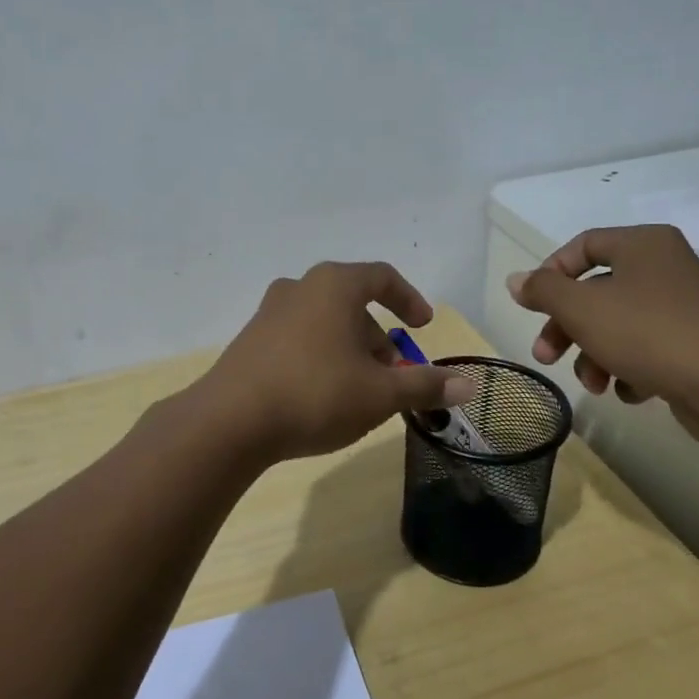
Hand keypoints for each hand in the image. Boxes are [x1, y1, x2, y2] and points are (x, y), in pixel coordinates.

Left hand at [197, 262, 475, 462]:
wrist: (229, 421)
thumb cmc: (315, 394)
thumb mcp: (380, 394)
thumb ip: (425, 385)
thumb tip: (469, 384)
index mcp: (334, 285)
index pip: (382, 277)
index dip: (409, 300)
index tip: (423, 325)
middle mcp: (300, 288)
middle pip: (352, 304)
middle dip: (379, 338)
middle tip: (394, 374)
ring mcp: (269, 313)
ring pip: (325, 323)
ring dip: (350, 350)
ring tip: (361, 391)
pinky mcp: (250, 341)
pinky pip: (299, 339)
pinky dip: (321, 357)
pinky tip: (322, 396)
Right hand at [505, 225, 698, 435]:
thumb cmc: (647, 334)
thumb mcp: (581, 308)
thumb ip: (544, 291)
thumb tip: (517, 280)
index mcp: (643, 244)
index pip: (583, 245)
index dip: (551, 273)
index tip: (533, 306)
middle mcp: (666, 266)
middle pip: (596, 291)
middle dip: (567, 328)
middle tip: (546, 356)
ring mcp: (684, 306)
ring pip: (618, 324)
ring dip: (594, 355)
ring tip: (593, 385)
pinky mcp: (695, 343)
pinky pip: (647, 348)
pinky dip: (629, 368)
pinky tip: (630, 391)